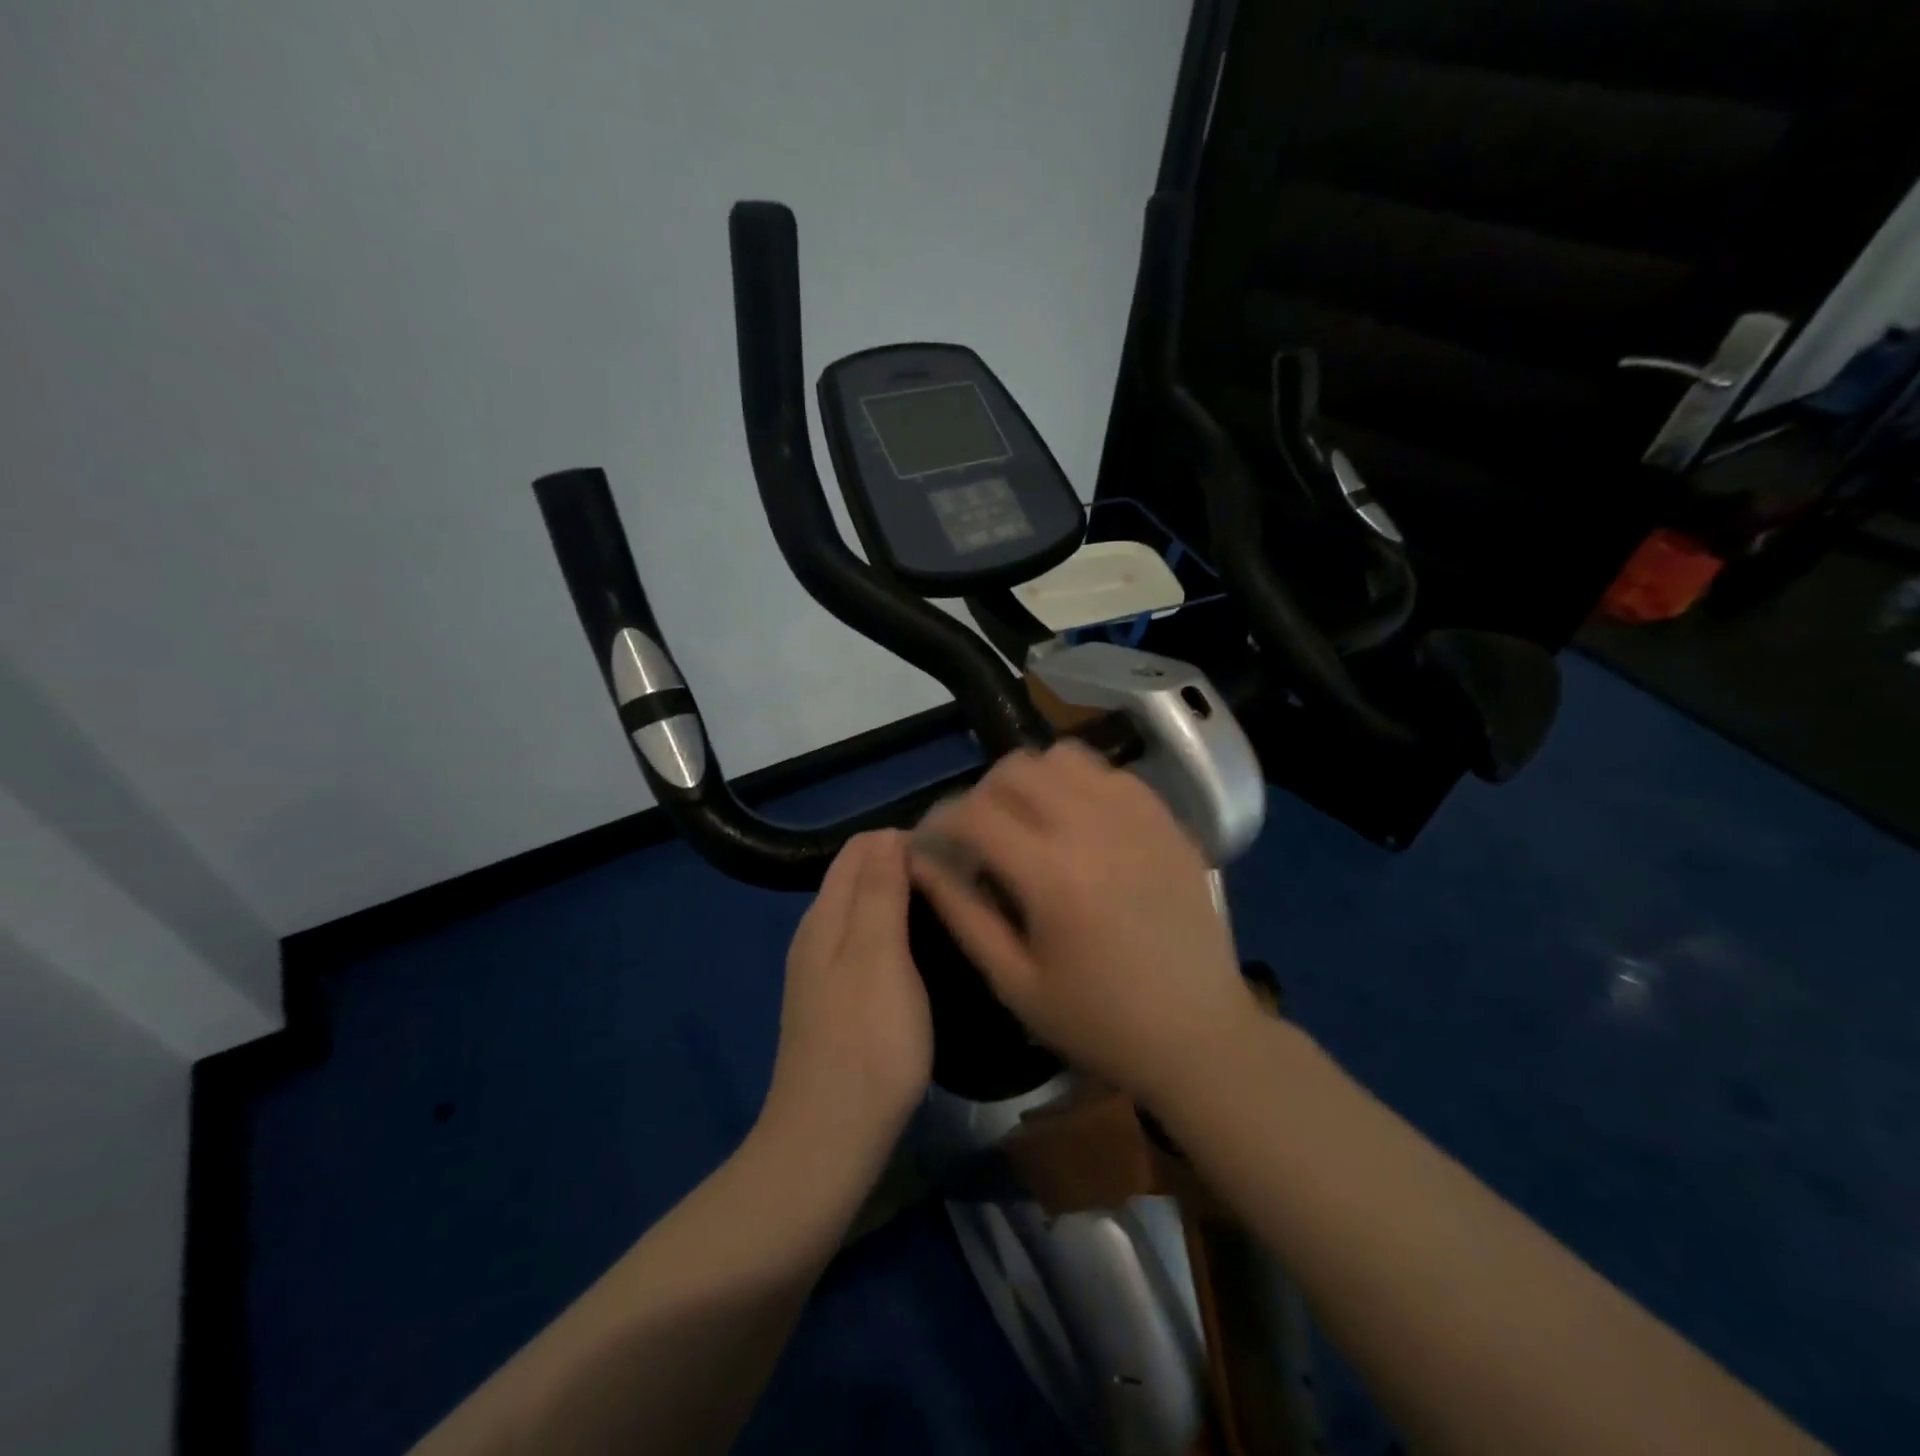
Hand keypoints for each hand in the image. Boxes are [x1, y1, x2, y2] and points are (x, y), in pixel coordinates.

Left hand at [760, 831, 932, 1168]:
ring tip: (952, 908)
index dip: (907, 838)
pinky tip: (925, 953)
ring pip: (864, 909)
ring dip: (903, 897)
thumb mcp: (878, 956)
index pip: (862, 846)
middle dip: (906, 863)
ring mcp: (823, 970)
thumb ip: (880, 891)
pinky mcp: (836, 1001)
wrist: (828, 1142)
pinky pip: (866, 943)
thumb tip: (891, 834)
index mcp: (826, 915)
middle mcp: (817, 933)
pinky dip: (896, 931)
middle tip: (962, 879)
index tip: (955, 853)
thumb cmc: (866, 1044)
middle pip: (860, 874)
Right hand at [909, 743, 1259, 1106]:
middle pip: (1016, 768)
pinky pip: (1111, 774)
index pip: (975, 812)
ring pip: (1064, 756)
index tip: (933, 842)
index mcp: (1052, 874)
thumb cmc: (1099, 1021)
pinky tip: (1079, 824)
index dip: (939, 820)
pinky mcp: (1168, 821)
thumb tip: (919, 861)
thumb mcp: (1014, 981)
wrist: (1199, 1036)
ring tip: (1028, 822)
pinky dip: (1080, 785)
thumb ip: (961, 912)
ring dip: (1032, 780)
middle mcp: (1095, 828)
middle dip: (982, 794)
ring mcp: (1139, 817)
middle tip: (979, 836)